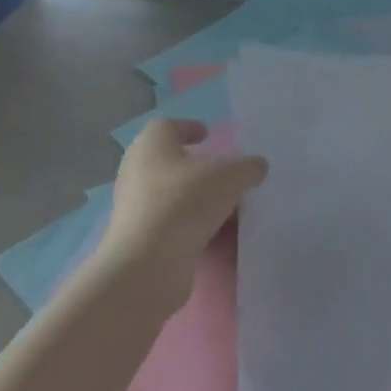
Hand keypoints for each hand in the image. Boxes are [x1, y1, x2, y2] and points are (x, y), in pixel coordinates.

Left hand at [97, 119, 266, 307]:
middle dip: (196, 167)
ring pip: (170, 194)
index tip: (208, 135)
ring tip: (227, 209)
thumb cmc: (186, 201)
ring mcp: (133, 207)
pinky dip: (189, 225)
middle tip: (223, 174)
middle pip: (169, 162)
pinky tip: (214, 235)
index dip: (189, 128)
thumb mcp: (232, 176)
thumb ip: (249, 167)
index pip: (168, 126)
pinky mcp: (138, 239)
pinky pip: (169, 223)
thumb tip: (256, 167)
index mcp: (152, 144)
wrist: (148, 264)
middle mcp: (136, 170)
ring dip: (196, 199)